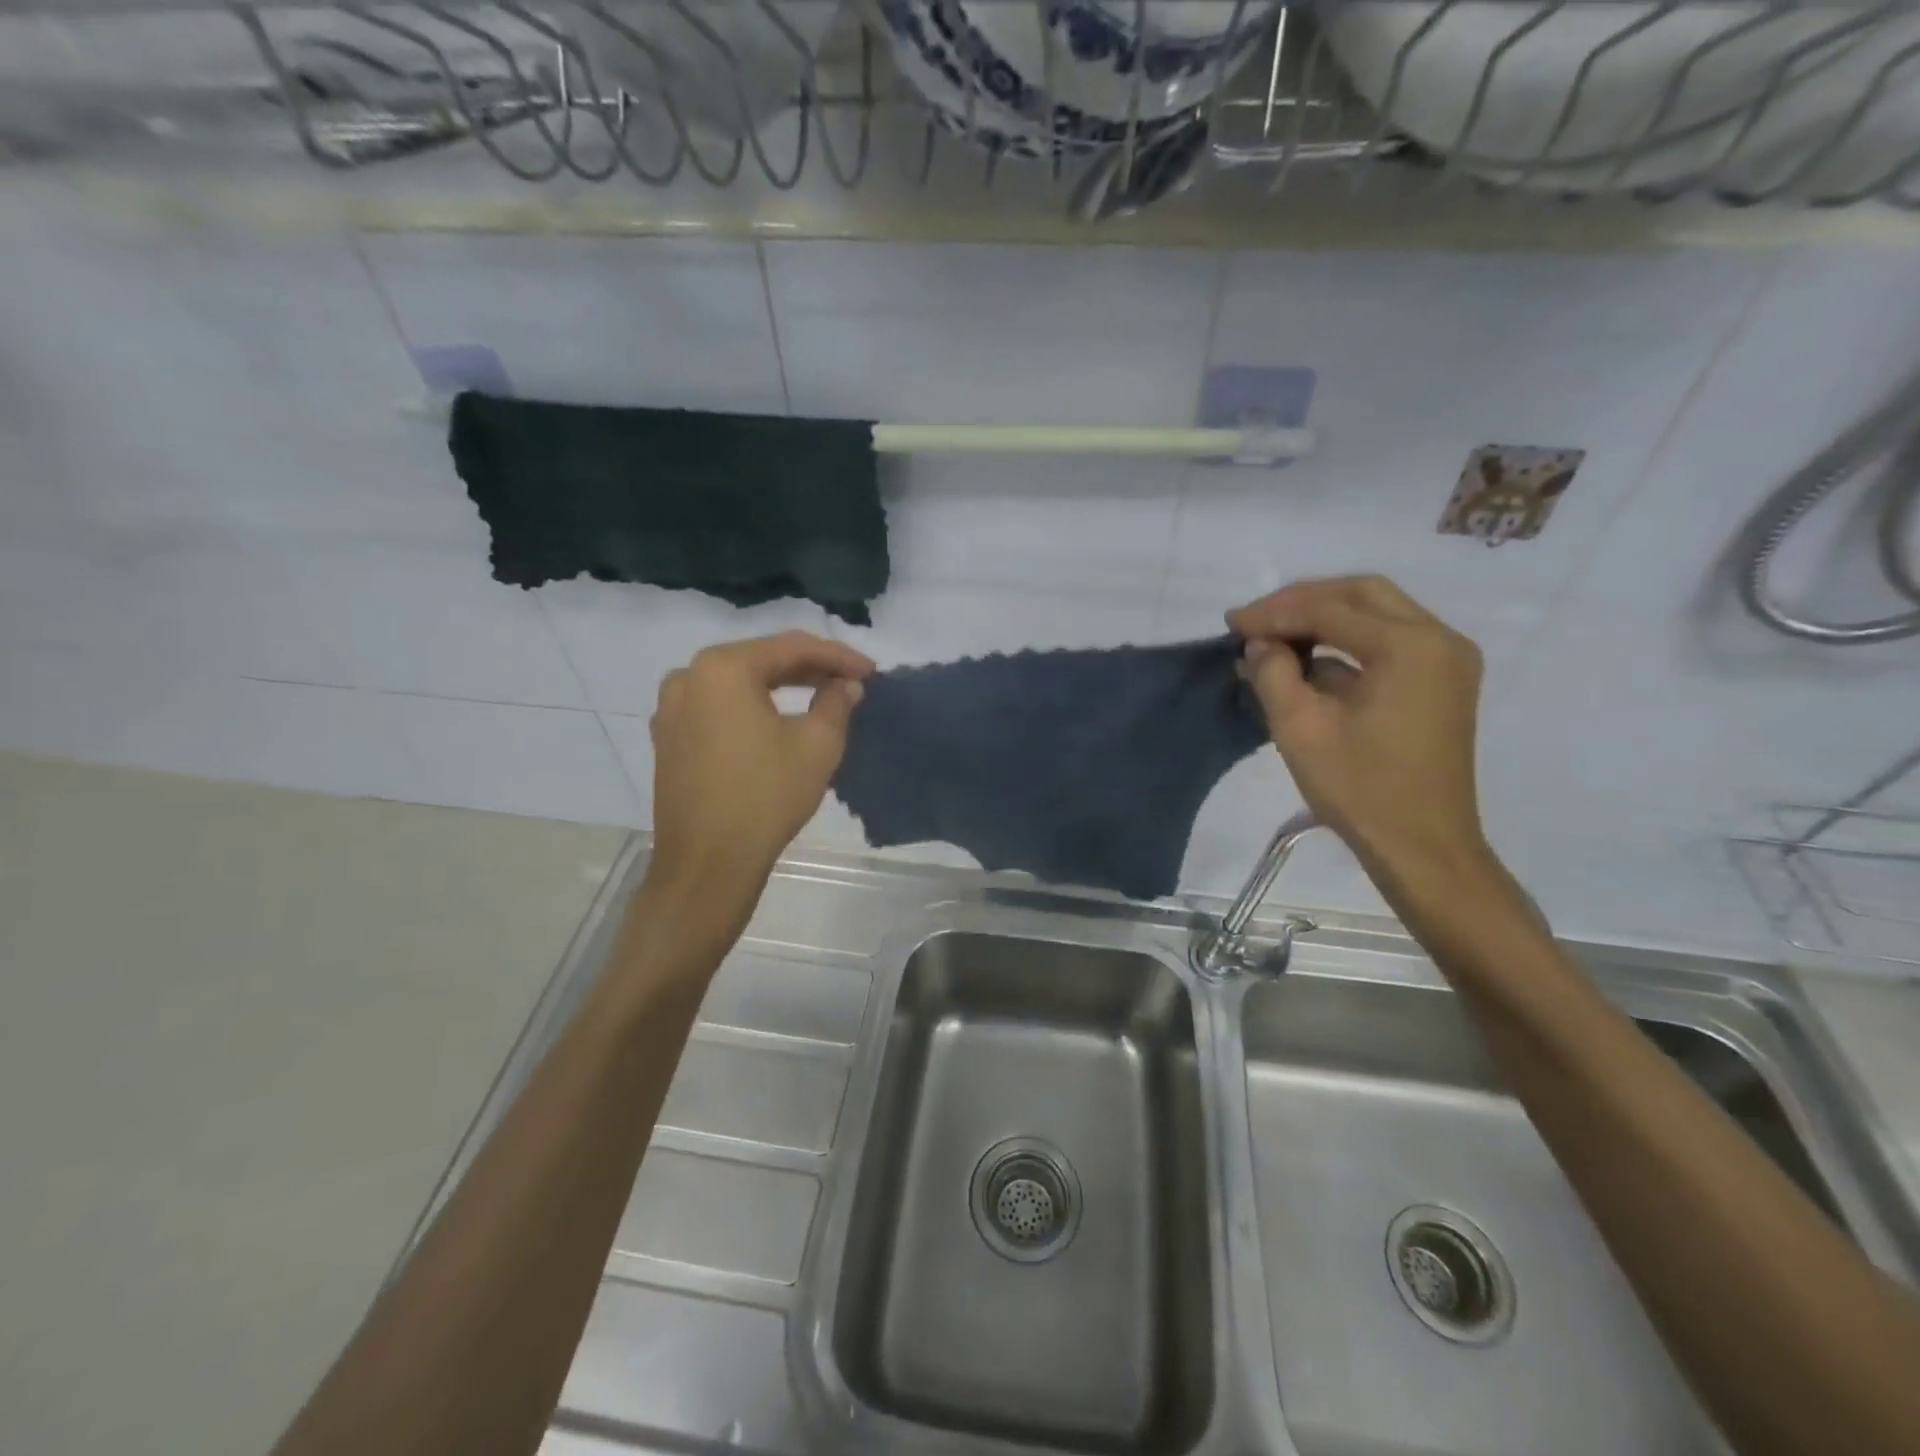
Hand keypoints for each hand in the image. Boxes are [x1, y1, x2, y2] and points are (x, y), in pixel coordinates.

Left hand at [647, 631, 873, 901]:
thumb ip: (836, 702)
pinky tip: (777, 719)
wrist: (707, 864)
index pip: (792, 648)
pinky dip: (751, 706)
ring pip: (738, 683)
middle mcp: (689, 676)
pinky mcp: (668, 738)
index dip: (838, 656)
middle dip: (809, 669)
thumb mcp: (817, 745)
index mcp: (723, 668)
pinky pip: (718, 707)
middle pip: (761, 660)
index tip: (871, 671)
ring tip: (820, 695)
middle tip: (850, 681)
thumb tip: (846, 685)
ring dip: (780, 686)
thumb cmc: (766, 797)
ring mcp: (672, 708)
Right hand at [1228, 575, 1490, 884]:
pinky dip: (1345, 643)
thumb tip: (1260, 644)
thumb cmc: (1361, 790)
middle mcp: (1439, 639)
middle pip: (1360, 594)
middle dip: (1301, 602)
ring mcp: (1446, 659)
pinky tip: (1305, 662)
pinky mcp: (1441, 681)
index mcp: (1409, 646)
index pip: (1330, 609)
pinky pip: (1388, 641)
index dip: (1274, 612)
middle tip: (1254, 621)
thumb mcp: (1300, 729)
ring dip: (1322, 618)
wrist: (1423, 847)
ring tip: (1272, 637)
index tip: (1231, 623)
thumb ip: (1273, 673)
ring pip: (1376, 613)